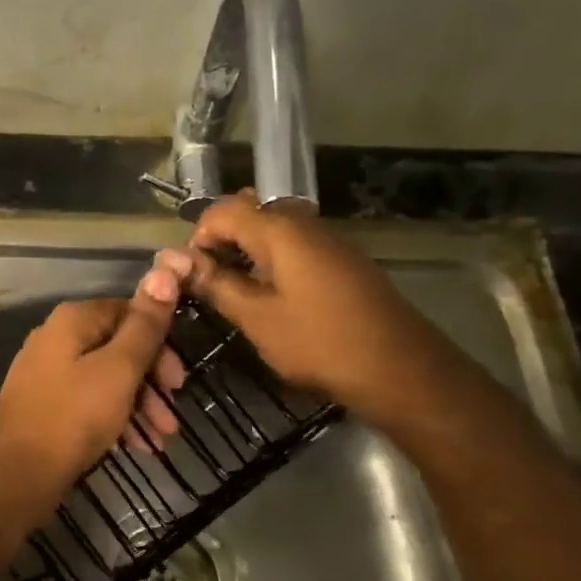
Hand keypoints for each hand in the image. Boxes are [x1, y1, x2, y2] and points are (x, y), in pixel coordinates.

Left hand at [0, 266, 187, 515]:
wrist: (17, 474)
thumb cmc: (73, 416)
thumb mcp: (119, 369)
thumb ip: (144, 325)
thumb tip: (165, 270)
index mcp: (73, 320)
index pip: (128, 313)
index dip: (161, 344)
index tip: (179, 381)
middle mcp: (56, 337)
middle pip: (118, 347)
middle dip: (152, 382)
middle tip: (171, 417)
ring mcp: (47, 372)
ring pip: (106, 378)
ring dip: (139, 405)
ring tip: (160, 440)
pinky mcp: (45, 403)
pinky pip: (89, 400)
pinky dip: (115, 417)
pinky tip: (135, 445)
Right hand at [158, 189, 461, 427]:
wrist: (401, 369)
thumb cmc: (320, 342)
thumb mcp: (257, 317)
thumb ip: (216, 284)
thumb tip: (178, 262)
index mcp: (279, 230)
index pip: (222, 210)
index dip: (198, 237)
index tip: (190, 275)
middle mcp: (304, 223)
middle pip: (248, 212)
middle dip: (221, 241)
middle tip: (209, 281)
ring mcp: (328, 240)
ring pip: (272, 229)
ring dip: (245, 251)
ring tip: (234, 291)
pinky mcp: (342, 261)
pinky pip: (294, 246)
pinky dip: (271, 261)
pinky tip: (270, 296)